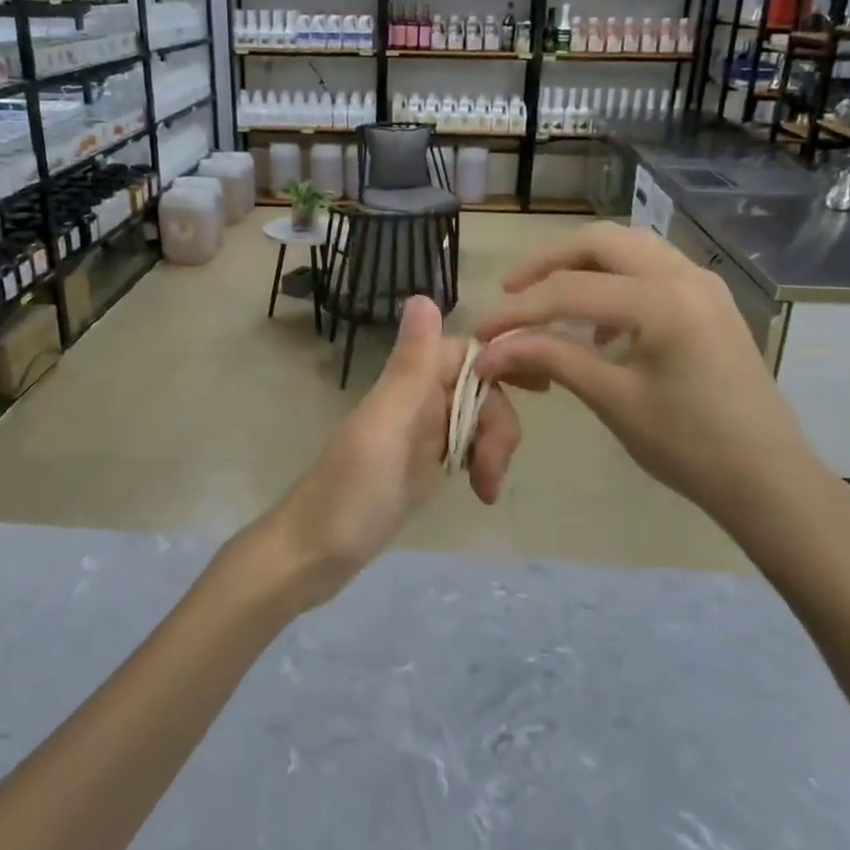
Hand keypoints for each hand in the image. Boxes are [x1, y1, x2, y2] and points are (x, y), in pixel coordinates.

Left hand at [263, 296, 521, 608]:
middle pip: (477, 389)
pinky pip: (465, 448)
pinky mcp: (422, 467)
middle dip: (498, 422)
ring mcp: (418, 435)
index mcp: (405, 385)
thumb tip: (422, 294)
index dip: (500, 364)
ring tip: (486, 489)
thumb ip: (409, 366)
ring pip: (475, 419)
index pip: (465, 352)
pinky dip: (482, 464)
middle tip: (493, 469)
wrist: (313, 556)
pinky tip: (481, 491)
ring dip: (493, 448)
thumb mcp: (386, 427)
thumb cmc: (349, 493)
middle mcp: (413, 402)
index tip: (537, 390)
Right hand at [474, 222, 849, 565]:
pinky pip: (650, 268)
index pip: (570, 291)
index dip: (519, 311)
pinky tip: (598, 324)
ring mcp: (702, 283)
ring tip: (546, 298)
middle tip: (511, 291)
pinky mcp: (708, 299)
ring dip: (581, 264)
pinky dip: (613, 279)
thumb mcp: (613, 400)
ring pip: (628, 246)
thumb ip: (551, 360)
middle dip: (548, 261)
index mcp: (663, 302)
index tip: (483, 332)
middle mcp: (684, 276)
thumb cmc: (690, 446)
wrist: (769, 478)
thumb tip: (491, 350)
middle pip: (600, 242)